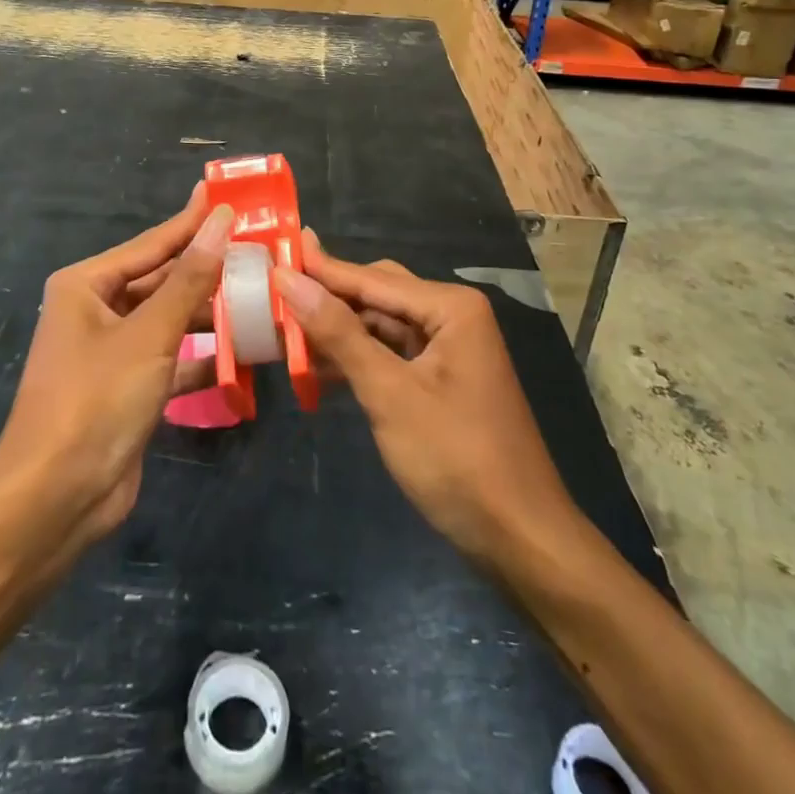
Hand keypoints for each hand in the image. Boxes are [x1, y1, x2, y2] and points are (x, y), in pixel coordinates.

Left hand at [0, 188, 233, 544]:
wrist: (55, 500)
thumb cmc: (96, 400)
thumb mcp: (149, 334)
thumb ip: (190, 278)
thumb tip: (221, 220)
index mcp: (87, 284)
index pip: (152, 243)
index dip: (193, 222)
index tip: (231, 199)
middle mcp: (96, 310)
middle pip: (162, 280)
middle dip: (208, 270)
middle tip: (259, 250)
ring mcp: (112, 351)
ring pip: (170, 320)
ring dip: (211, 314)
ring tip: (261, 295)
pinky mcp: (128, 387)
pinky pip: (172, 359)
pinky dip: (203, 357)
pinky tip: (244, 352)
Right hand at [274, 230, 577, 562]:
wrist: (521, 539)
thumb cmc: (456, 459)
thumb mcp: (389, 393)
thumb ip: (338, 333)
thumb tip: (289, 279)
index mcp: (449, 307)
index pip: (370, 278)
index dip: (319, 269)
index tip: (273, 254)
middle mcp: (452, 316)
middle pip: (377, 294)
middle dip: (328, 298)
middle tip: (273, 294)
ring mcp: (449, 349)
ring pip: (382, 325)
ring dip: (338, 331)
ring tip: (284, 331)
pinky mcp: (443, 380)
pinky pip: (392, 354)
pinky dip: (358, 358)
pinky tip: (318, 368)